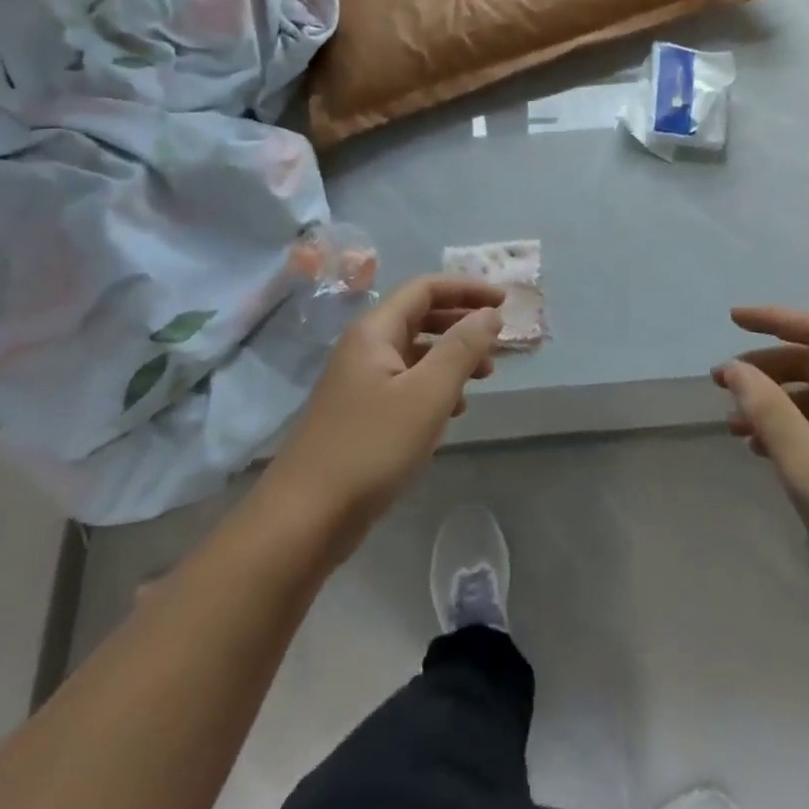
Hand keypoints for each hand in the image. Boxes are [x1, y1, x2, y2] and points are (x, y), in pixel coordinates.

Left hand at [259, 275, 504, 557]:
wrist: (304, 519)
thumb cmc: (371, 447)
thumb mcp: (427, 394)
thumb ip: (462, 348)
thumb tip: (489, 313)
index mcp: (375, 331)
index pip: (426, 289)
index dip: (467, 290)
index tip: (505, 303)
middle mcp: (364, 348)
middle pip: (420, 317)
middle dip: (462, 323)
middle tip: (498, 340)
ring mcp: (358, 382)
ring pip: (415, 353)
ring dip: (452, 356)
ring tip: (484, 376)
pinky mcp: (360, 415)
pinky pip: (405, 384)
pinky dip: (434, 386)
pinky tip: (453, 411)